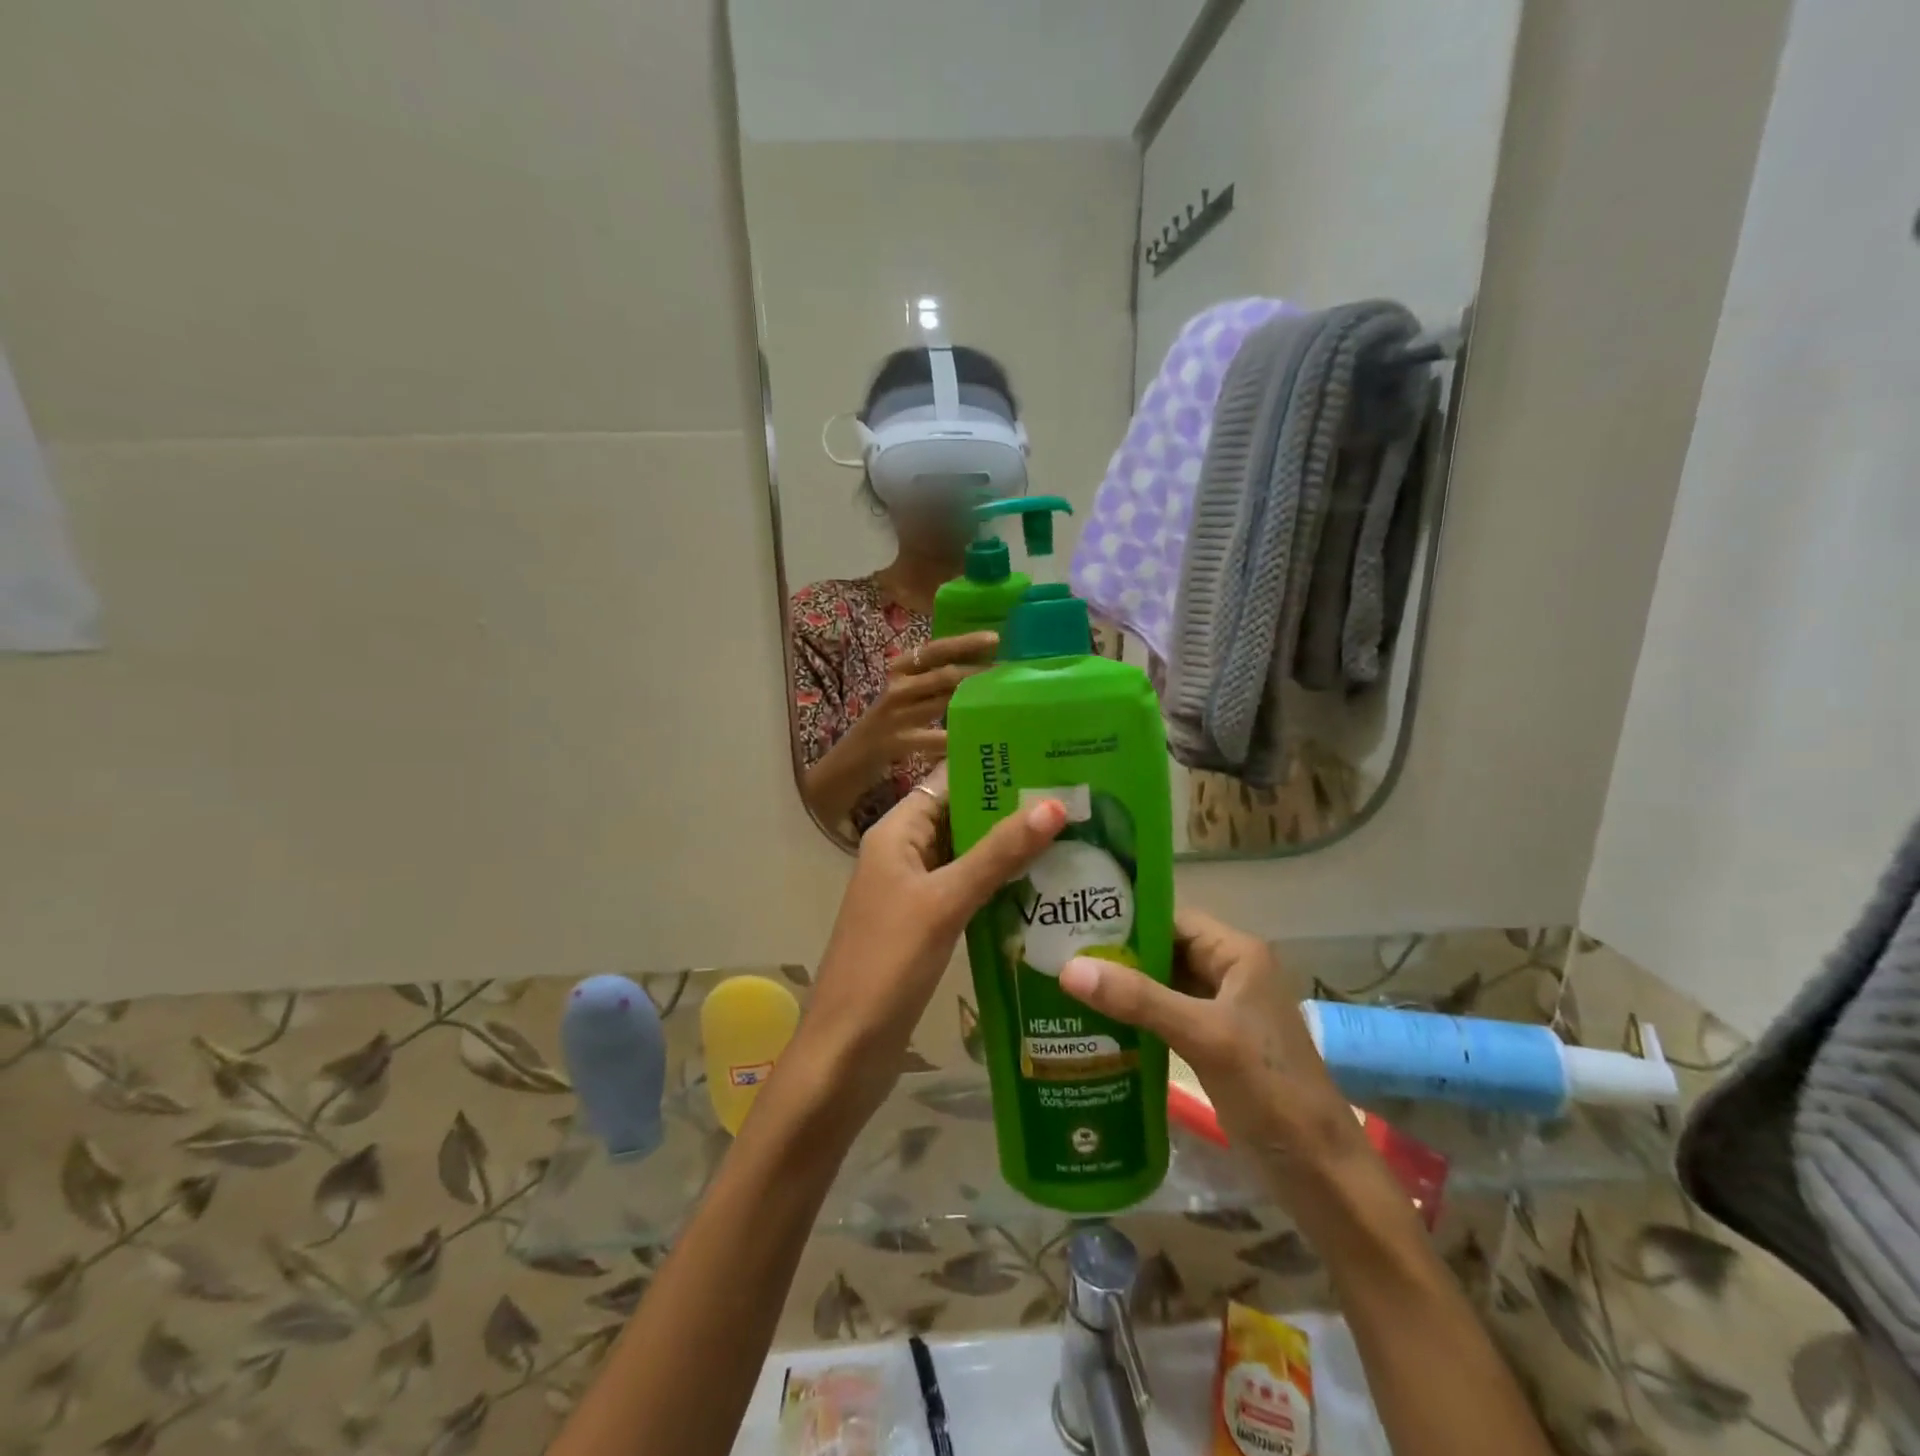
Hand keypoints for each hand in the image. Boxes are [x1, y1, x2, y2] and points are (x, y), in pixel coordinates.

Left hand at [799, 763, 1068, 1117]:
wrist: (846, 1051)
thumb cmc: (887, 965)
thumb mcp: (945, 902)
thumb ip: (997, 854)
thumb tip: (1053, 804)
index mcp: (896, 833)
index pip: (949, 781)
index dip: (994, 768)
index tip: (1051, 760)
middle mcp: (904, 854)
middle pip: (962, 817)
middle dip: (1012, 810)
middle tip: (1077, 801)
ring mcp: (915, 892)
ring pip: (969, 857)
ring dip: (1011, 850)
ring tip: (1075, 838)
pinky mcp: (927, 926)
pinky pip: (968, 892)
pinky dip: (1001, 887)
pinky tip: (1046, 890)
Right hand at [845, 632, 999, 770]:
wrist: (849, 759)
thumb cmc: (887, 724)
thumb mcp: (905, 697)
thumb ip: (932, 683)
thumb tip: (976, 672)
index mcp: (900, 670)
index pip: (935, 649)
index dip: (964, 642)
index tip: (994, 638)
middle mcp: (897, 687)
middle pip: (944, 674)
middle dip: (978, 672)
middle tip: (1010, 672)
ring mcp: (895, 715)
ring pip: (942, 702)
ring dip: (974, 701)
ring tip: (1002, 700)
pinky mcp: (895, 741)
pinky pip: (933, 738)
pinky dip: (955, 738)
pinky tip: (975, 739)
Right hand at [1060, 907, 1370, 1182]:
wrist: (1319, 1173)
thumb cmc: (1270, 1089)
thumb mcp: (1204, 1036)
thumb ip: (1139, 999)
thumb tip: (1069, 968)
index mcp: (1238, 954)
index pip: (1171, 919)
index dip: (1125, 919)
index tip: (1073, 923)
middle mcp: (1228, 973)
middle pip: (1163, 951)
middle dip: (1116, 955)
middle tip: (1057, 955)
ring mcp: (1219, 1012)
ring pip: (1160, 986)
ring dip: (1121, 988)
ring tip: (1063, 985)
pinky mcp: (1210, 1045)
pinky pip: (1163, 1018)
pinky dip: (1132, 1018)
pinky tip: (1093, 1025)